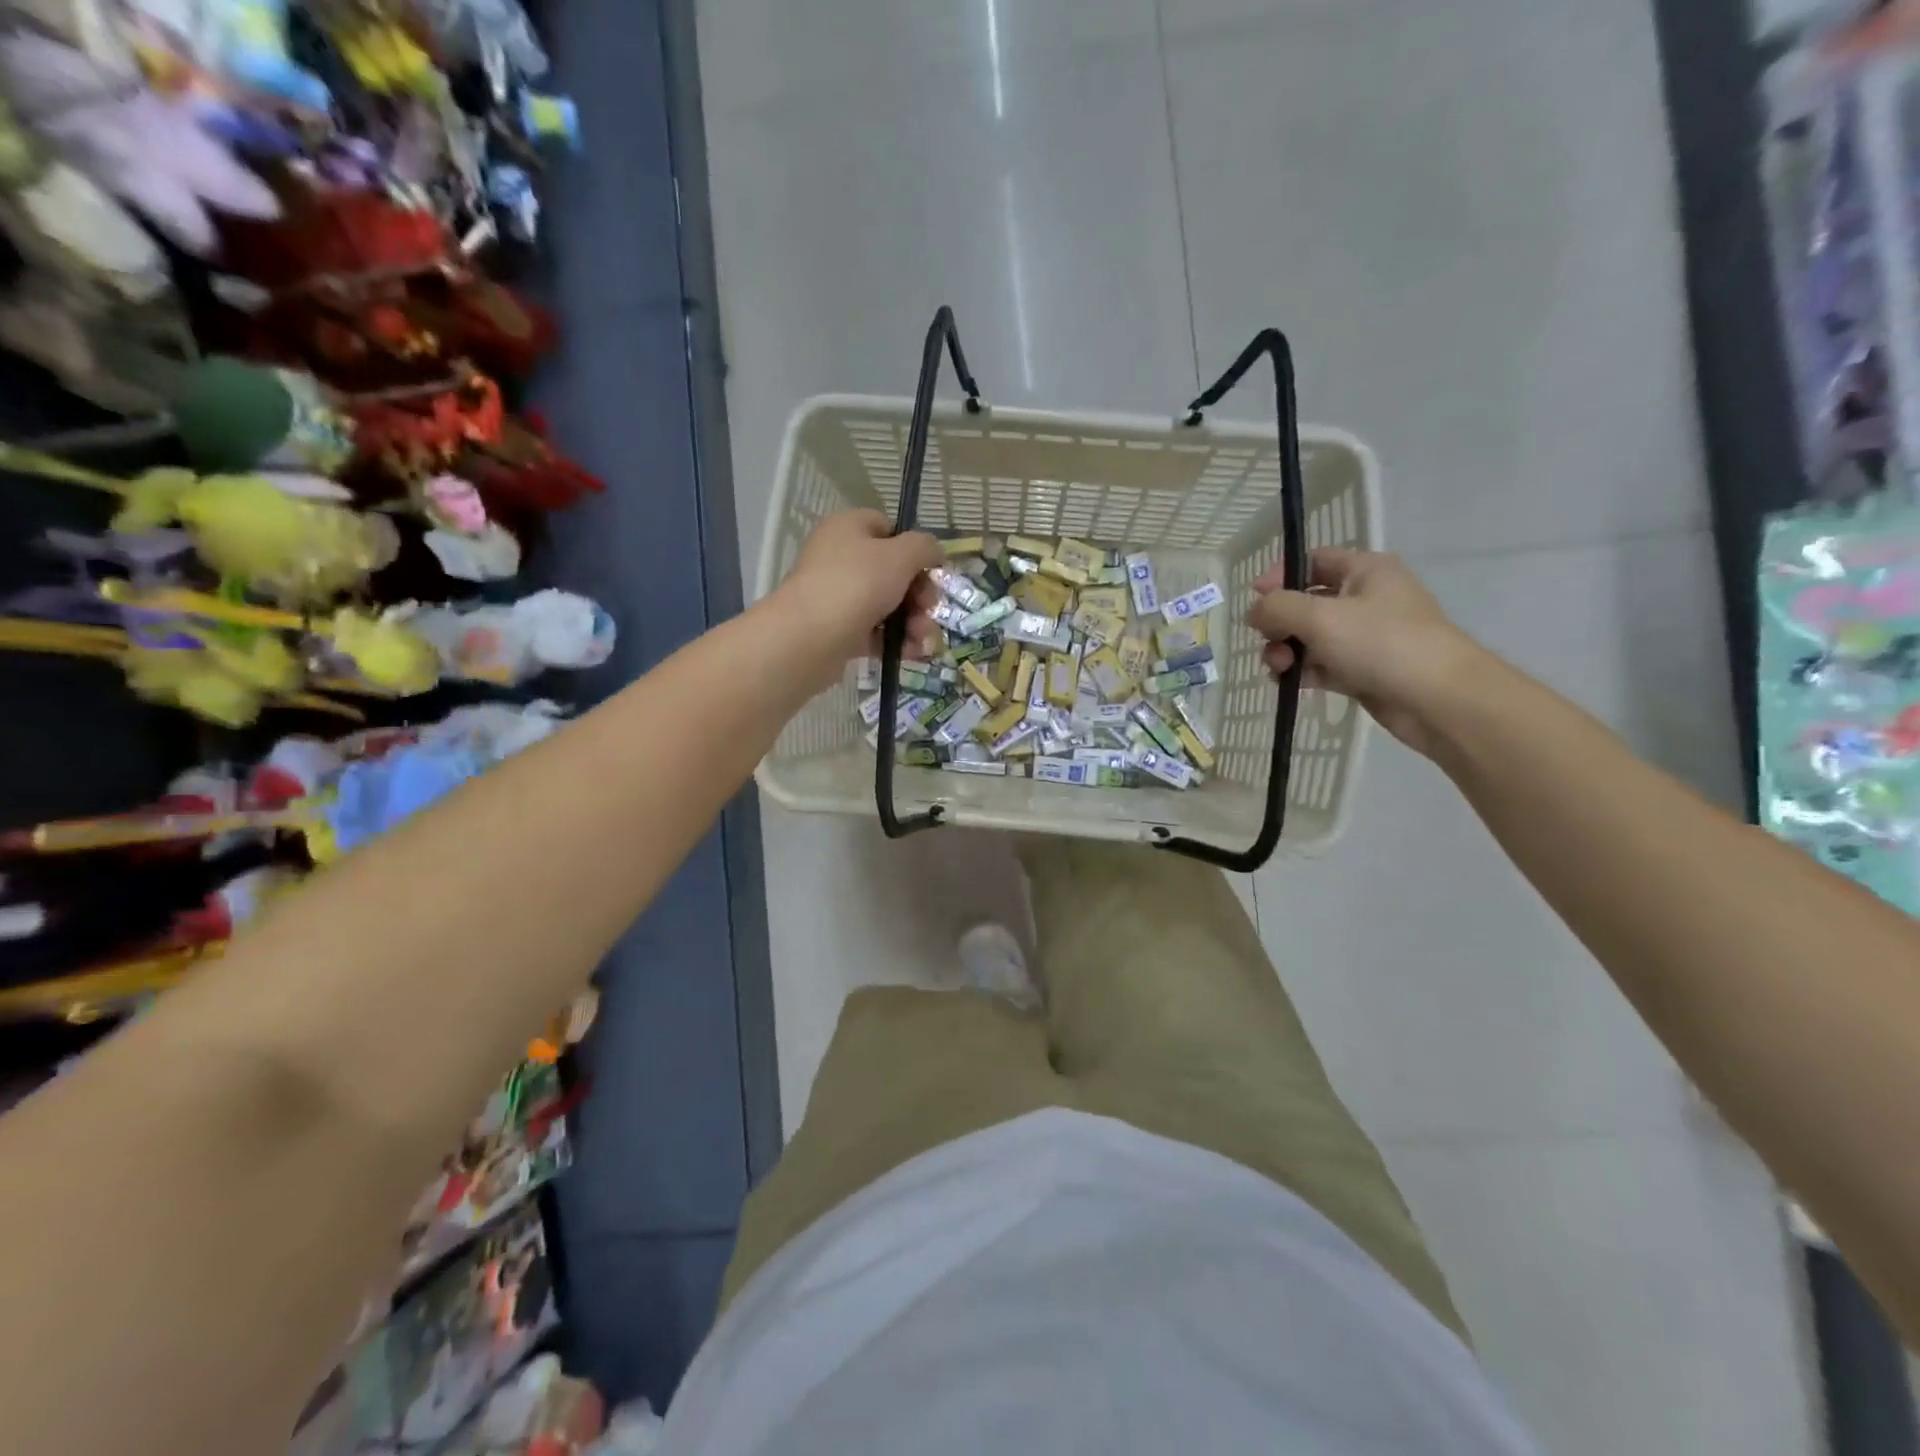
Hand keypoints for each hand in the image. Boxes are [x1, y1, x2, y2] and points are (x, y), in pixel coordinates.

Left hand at [774, 510, 944, 685]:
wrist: (809, 638)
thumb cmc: (856, 584)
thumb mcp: (900, 556)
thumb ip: (924, 547)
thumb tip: (934, 552)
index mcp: (849, 529)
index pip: (887, 528)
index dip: (913, 548)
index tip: (931, 570)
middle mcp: (841, 559)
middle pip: (894, 572)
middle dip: (920, 594)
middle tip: (929, 609)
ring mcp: (839, 597)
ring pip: (889, 605)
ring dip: (915, 622)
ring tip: (924, 640)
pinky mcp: (840, 631)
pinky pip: (878, 632)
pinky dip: (898, 641)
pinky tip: (914, 653)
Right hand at [1244, 548, 1486, 756]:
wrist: (1438, 699)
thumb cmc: (1382, 644)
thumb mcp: (1320, 617)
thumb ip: (1278, 607)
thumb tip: (1254, 611)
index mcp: (1365, 571)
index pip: (1313, 560)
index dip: (1280, 575)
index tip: (1255, 600)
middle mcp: (1366, 598)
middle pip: (1306, 601)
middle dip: (1279, 623)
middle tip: (1266, 642)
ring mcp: (1366, 636)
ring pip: (1310, 637)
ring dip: (1286, 651)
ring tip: (1279, 669)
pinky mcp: (1363, 669)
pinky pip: (1322, 664)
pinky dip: (1304, 671)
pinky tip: (1290, 683)